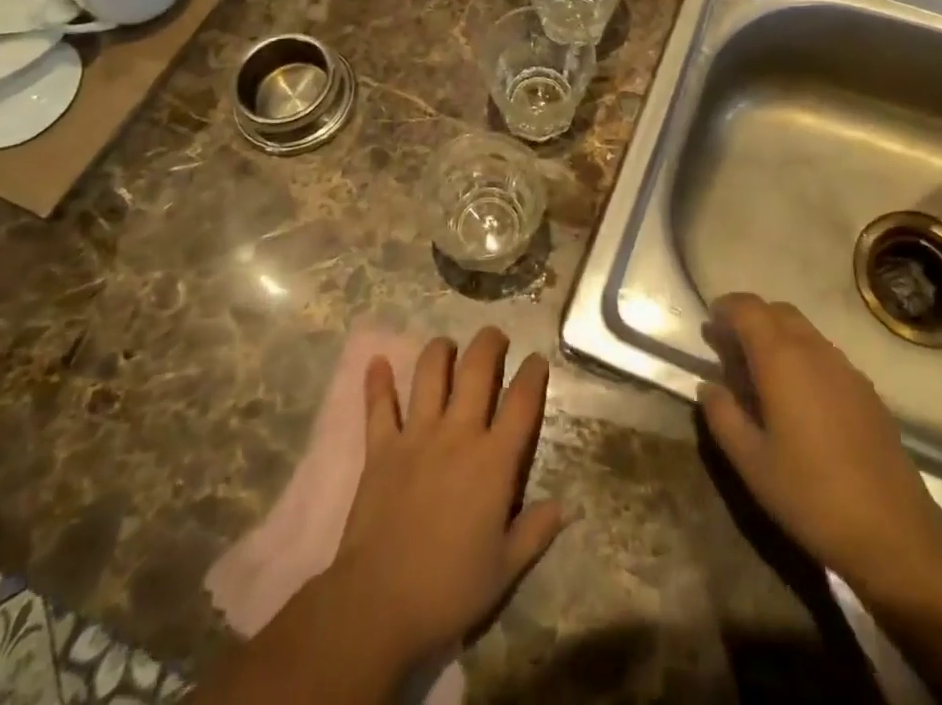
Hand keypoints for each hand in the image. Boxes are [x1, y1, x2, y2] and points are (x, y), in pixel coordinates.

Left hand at [325, 329, 564, 674]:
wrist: (379, 604)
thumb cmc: (449, 590)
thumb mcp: (505, 570)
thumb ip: (535, 532)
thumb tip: (565, 507)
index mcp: (494, 461)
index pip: (522, 402)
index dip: (533, 374)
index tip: (537, 360)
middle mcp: (458, 434)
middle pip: (477, 369)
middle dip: (490, 344)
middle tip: (495, 336)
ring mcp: (417, 435)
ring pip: (430, 373)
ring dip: (440, 351)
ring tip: (447, 344)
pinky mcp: (381, 447)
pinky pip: (379, 406)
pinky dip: (377, 382)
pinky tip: (377, 361)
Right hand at [699, 294, 941, 608]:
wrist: (895, 534)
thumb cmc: (811, 495)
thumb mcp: (751, 462)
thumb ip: (723, 415)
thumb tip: (708, 385)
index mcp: (781, 358)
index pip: (748, 308)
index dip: (725, 309)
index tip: (709, 325)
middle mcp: (814, 350)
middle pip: (777, 311)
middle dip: (750, 319)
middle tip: (729, 348)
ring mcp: (845, 368)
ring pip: (803, 330)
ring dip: (776, 336)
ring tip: (759, 373)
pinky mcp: (866, 390)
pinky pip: (825, 354)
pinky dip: (802, 356)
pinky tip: (798, 398)